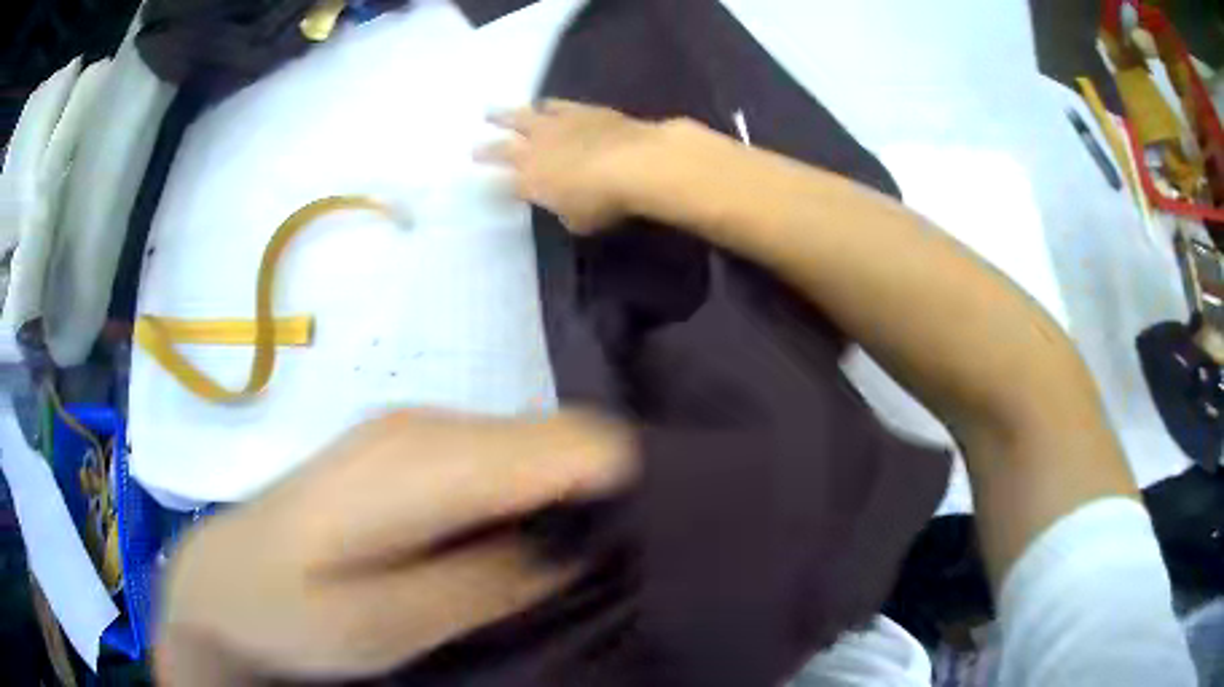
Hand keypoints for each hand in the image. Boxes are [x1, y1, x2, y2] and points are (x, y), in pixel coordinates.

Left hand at [156, 410, 634, 684]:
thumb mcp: (386, 625)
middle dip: (607, 491)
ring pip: (534, 446)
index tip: (658, 539)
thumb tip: (573, 553)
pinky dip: (535, 497)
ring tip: (589, 559)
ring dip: (573, 497)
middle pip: (560, 436)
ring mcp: (415, 432)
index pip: (569, 442)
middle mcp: (427, 424)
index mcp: (423, 460)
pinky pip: (503, 460)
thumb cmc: (289, 611)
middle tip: (631, 561)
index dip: (629, 482)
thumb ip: (484, 583)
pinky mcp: (409, 451)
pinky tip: (529, 543)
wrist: (223, 580)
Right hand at [476, 100, 663, 232]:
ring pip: (520, 117)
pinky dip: (543, 105)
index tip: (479, 185)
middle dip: (486, 148)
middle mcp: (534, 151)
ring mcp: (554, 126)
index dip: (490, 185)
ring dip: (503, 115)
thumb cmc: (606, 202)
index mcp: (530, 183)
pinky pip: (553, 104)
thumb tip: (563, 205)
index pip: (501, 185)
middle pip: (502, 148)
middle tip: (472, 147)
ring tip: (491, 112)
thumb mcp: (579, 220)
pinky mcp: (578, 110)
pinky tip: (539, 103)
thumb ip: (564, 211)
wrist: (635, 163)